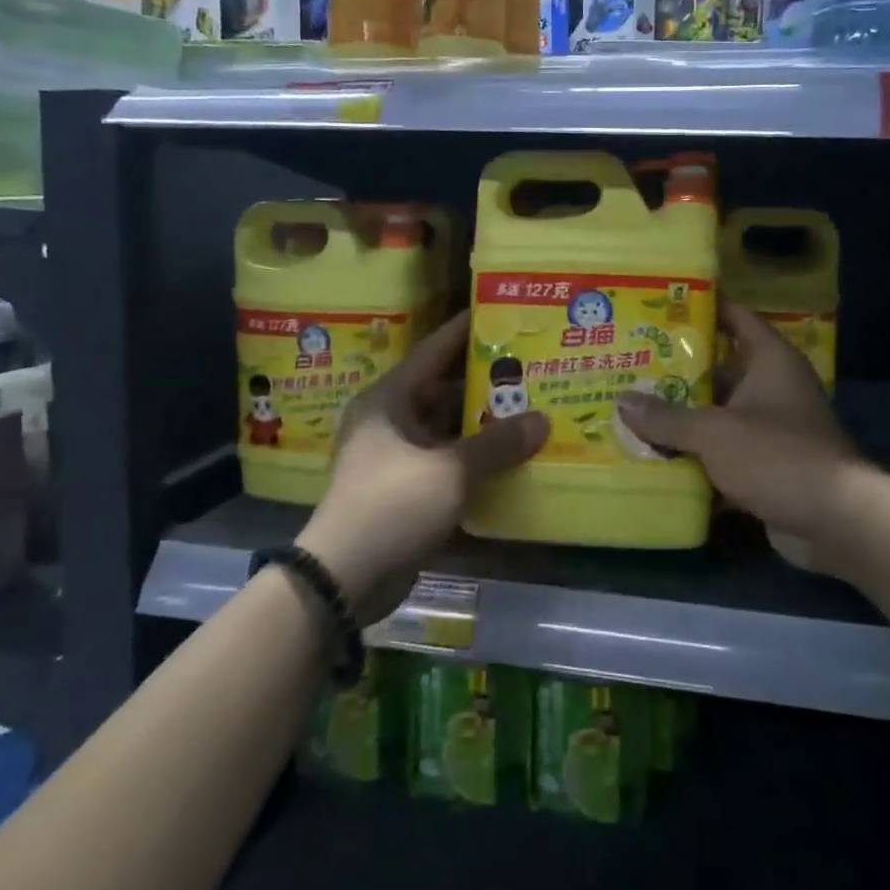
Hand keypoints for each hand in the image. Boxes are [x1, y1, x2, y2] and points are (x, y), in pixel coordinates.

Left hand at [297, 310, 547, 621]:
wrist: (345, 577)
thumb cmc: (392, 504)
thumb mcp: (450, 470)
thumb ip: (498, 444)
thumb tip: (543, 421)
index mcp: (390, 399)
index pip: (434, 350)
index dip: (466, 331)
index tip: (499, 312)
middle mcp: (392, 420)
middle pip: (445, 389)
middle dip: (486, 382)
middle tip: (530, 365)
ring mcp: (399, 455)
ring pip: (449, 427)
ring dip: (484, 423)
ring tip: (532, 405)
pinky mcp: (408, 487)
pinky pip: (448, 459)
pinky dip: (476, 456)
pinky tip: (513, 453)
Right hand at [616, 302, 863, 545]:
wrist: (836, 522)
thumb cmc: (778, 456)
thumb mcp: (715, 432)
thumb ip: (667, 417)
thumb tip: (622, 402)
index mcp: (770, 361)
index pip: (735, 317)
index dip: (702, 307)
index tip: (660, 304)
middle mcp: (772, 387)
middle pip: (719, 367)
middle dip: (676, 368)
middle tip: (629, 360)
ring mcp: (770, 428)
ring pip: (717, 412)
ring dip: (682, 415)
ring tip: (631, 406)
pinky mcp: (765, 464)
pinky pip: (722, 450)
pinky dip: (695, 453)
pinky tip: (654, 455)